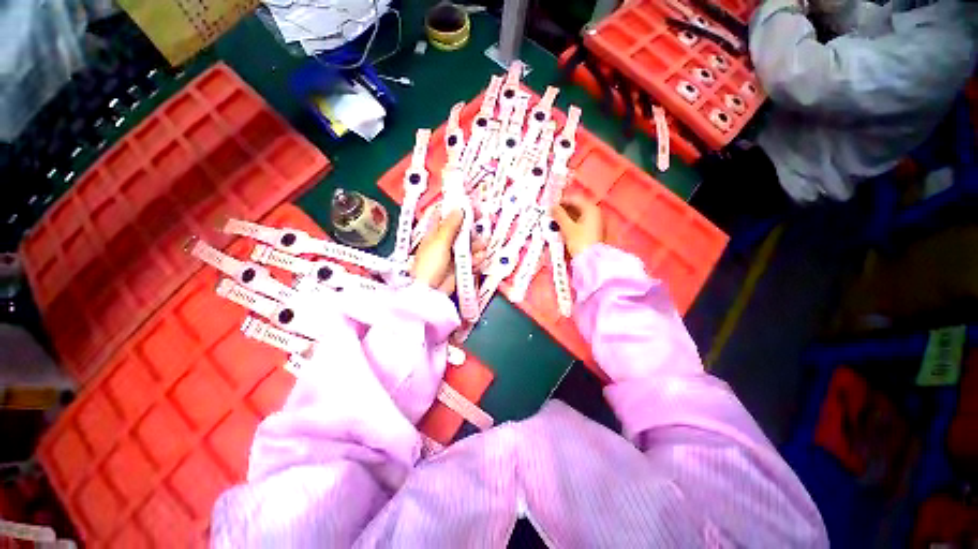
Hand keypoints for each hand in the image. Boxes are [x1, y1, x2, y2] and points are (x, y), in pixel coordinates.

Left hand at [411, 209, 486, 293]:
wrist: (429, 292)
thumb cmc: (429, 264)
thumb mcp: (440, 241)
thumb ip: (450, 225)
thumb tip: (459, 208)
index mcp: (434, 233)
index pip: (444, 216)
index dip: (456, 208)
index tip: (470, 204)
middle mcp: (444, 242)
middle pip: (460, 229)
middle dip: (471, 225)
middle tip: (482, 220)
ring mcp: (453, 255)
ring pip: (469, 244)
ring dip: (477, 244)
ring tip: (482, 245)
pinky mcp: (460, 268)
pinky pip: (472, 260)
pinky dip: (476, 259)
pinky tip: (479, 259)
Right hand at [552, 195, 603, 257]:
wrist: (592, 261)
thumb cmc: (580, 242)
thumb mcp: (567, 227)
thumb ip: (558, 215)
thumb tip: (552, 207)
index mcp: (590, 208)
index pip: (573, 198)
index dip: (560, 201)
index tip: (550, 206)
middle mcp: (595, 212)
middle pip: (577, 206)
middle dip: (563, 210)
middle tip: (552, 215)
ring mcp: (596, 222)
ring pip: (578, 215)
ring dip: (567, 217)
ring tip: (556, 223)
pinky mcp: (594, 231)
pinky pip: (581, 222)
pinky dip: (572, 223)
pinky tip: (564, 229)